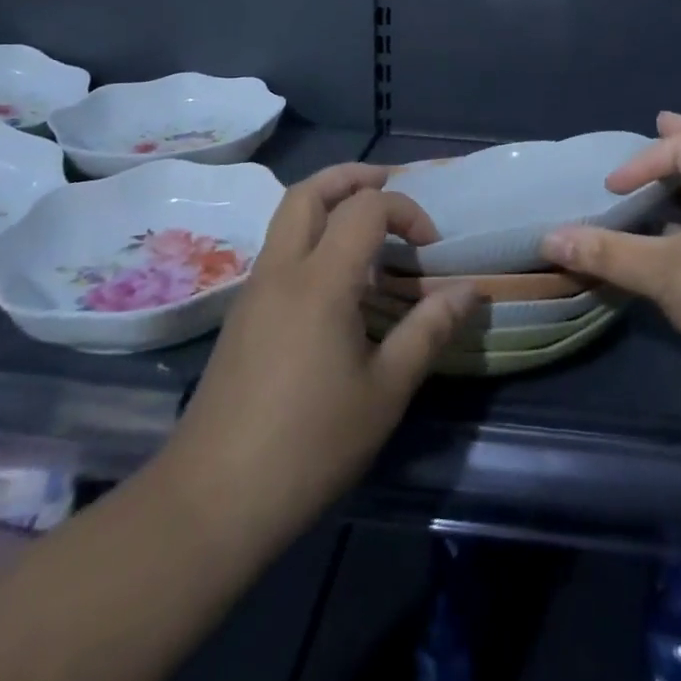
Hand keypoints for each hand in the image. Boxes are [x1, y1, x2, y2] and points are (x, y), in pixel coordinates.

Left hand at [157, 164, 476, 550]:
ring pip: (287, 217)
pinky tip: (337, 284)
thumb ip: (429, 330)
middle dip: (352, 177)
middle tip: (389, 186)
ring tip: (369, 231)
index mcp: (320, 280)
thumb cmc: (309, 444)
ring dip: (329, 204)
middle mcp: (281, 270)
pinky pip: (280, 251)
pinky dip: (312, 238)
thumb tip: (469, 290)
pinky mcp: (241, 317)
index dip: (406, 211)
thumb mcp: (386, 390)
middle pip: (309, 191)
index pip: (366, 207)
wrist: (210, 503)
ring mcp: (253, 291)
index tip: (431, 247)